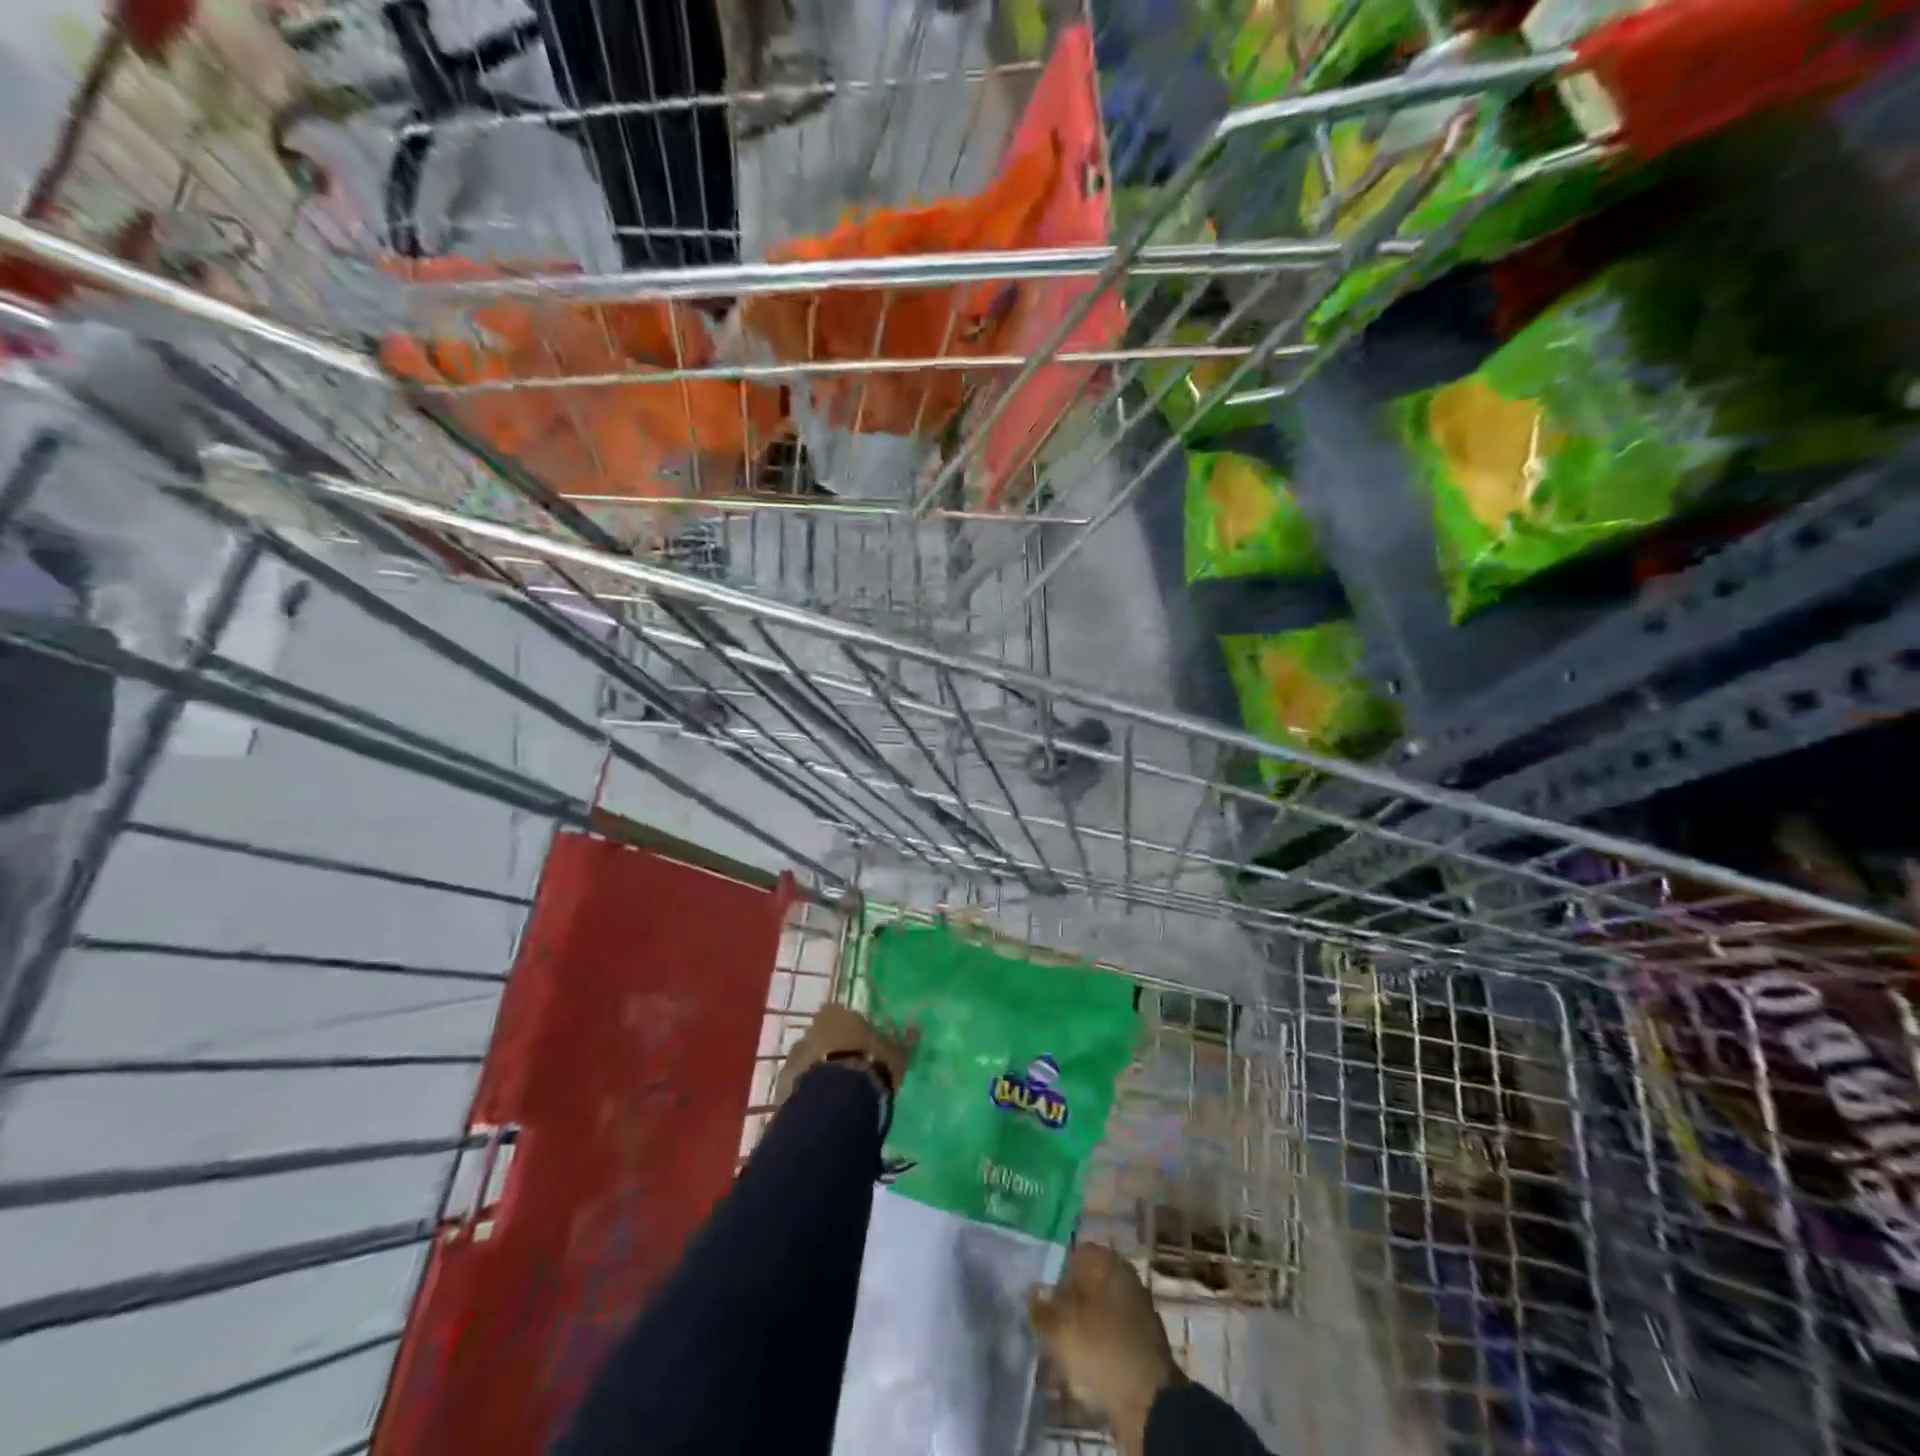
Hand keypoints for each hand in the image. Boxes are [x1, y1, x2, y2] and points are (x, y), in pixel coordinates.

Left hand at [773, 1004, 914, 1106]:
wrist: (838, 1098)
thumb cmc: (871, 1064)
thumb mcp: (896, 1053)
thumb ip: (903, 1040)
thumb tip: (916, 1028)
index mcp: (836, 1014)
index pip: (841, 1016)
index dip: (851, 1032)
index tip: (861, 1048)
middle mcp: (811, 1029)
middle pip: (821, 1038)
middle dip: (831, 1051)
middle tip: (848, 1073)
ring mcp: (794, 1056)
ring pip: (807, 1062)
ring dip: (817, 1073)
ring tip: (835, 1096)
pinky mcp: (783, 1084)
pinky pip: (797, 1086)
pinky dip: (807, 1094)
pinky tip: (822, 1109)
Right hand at [1030, 1244, 1182, 1455]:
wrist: (1151, 1404)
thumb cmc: (1101, 1351)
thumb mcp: (1060, 1329)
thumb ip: (1041, 1309)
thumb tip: (1033, 1294)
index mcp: (1106, 1261)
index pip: (1072, 1254)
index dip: (1053, 1274)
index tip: (1038, 1297)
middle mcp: (1124, 1277)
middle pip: (1085, 1286)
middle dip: (1064, 1306)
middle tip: (1045, 1329)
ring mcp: (1136, 1311)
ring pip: (1096, 1314)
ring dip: (1078, 1331)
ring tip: (1058, 1355)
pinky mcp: (1141, 1344)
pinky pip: (1109, 1339)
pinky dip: (1094, 1350)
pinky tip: (1080, 1370)